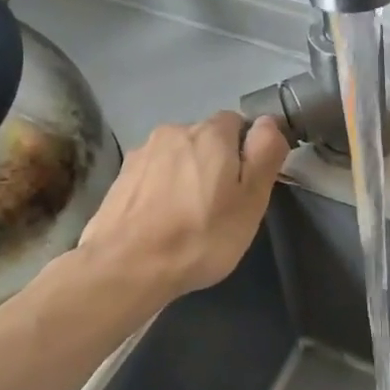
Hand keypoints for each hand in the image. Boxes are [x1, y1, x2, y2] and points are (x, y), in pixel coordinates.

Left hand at [68, 112, 288, 304]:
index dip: (247, 152)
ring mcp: (142, 154)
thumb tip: (269, 122)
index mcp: (210, 132)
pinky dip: (162, 190)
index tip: (247, 186)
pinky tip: (162, 221)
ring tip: (188, 217)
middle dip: (216, 163)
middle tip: (221, 207)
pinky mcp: (120, 178)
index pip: (239, 123)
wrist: (125, 268)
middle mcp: (174, 131)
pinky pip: (154, 175)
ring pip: (178, 157)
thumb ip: (265, 154)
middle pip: (206, 139)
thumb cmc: (201, 236)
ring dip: (186, 176)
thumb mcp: (251, 201)